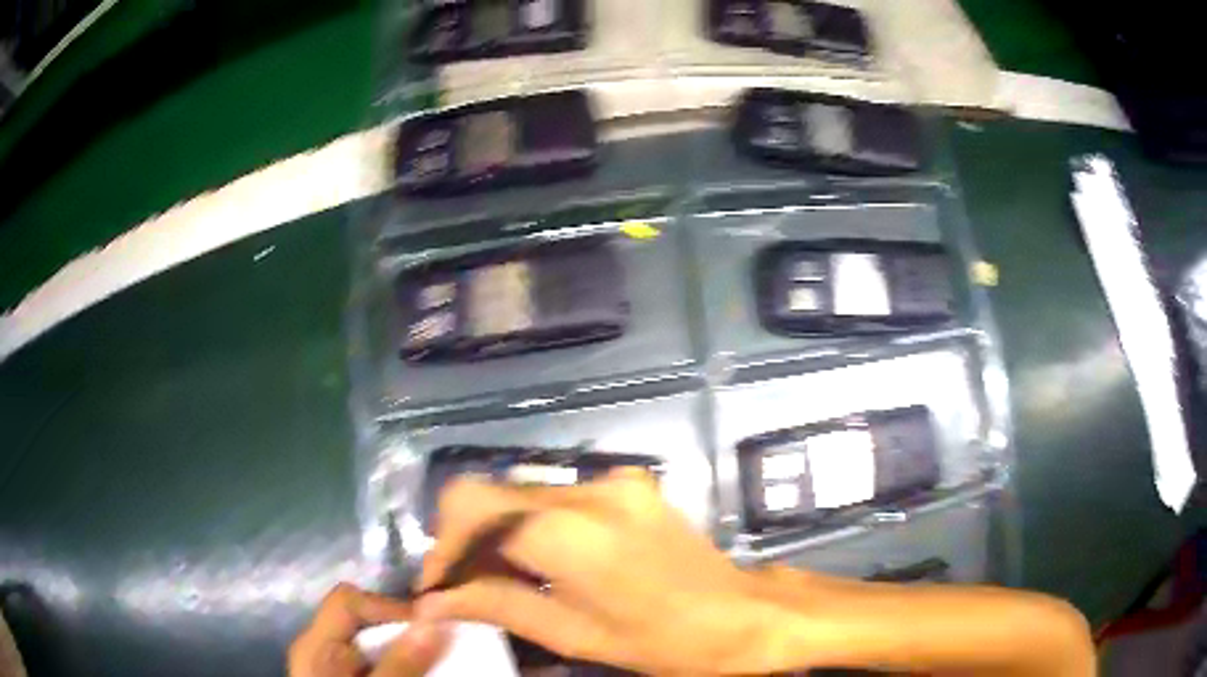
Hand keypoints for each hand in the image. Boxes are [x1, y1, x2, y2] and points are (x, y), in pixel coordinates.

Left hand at [289, 583, 449, 676]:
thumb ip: (401, 663)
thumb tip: (435, 620)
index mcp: (316, 645)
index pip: (349, 601)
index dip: (389, 608)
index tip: (433, 628)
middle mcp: (321, 650)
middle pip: (363, 622)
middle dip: (405, 632)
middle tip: (444, 648)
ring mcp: (334, 669)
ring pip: (375, 645)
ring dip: (409, 652)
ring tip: (442, 664)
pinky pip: (378, 665)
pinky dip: (402, 669)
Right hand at [415, 469, 795, 674]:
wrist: (740, 614)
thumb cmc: (659, 639)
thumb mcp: (571, 633)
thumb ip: (495, 605)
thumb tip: (432, 602)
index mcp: (567, 530)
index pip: (469, 510)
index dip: (442, 549)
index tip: (438, 588)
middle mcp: (585, 489)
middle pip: (488, 492)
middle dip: (463, 540)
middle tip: (462, 586)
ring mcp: (611, 480)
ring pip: (519, 492)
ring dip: (497, 534)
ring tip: (501, 578)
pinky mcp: (628, 482)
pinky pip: (556, 495)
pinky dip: (533, 525)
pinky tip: (544, 561)